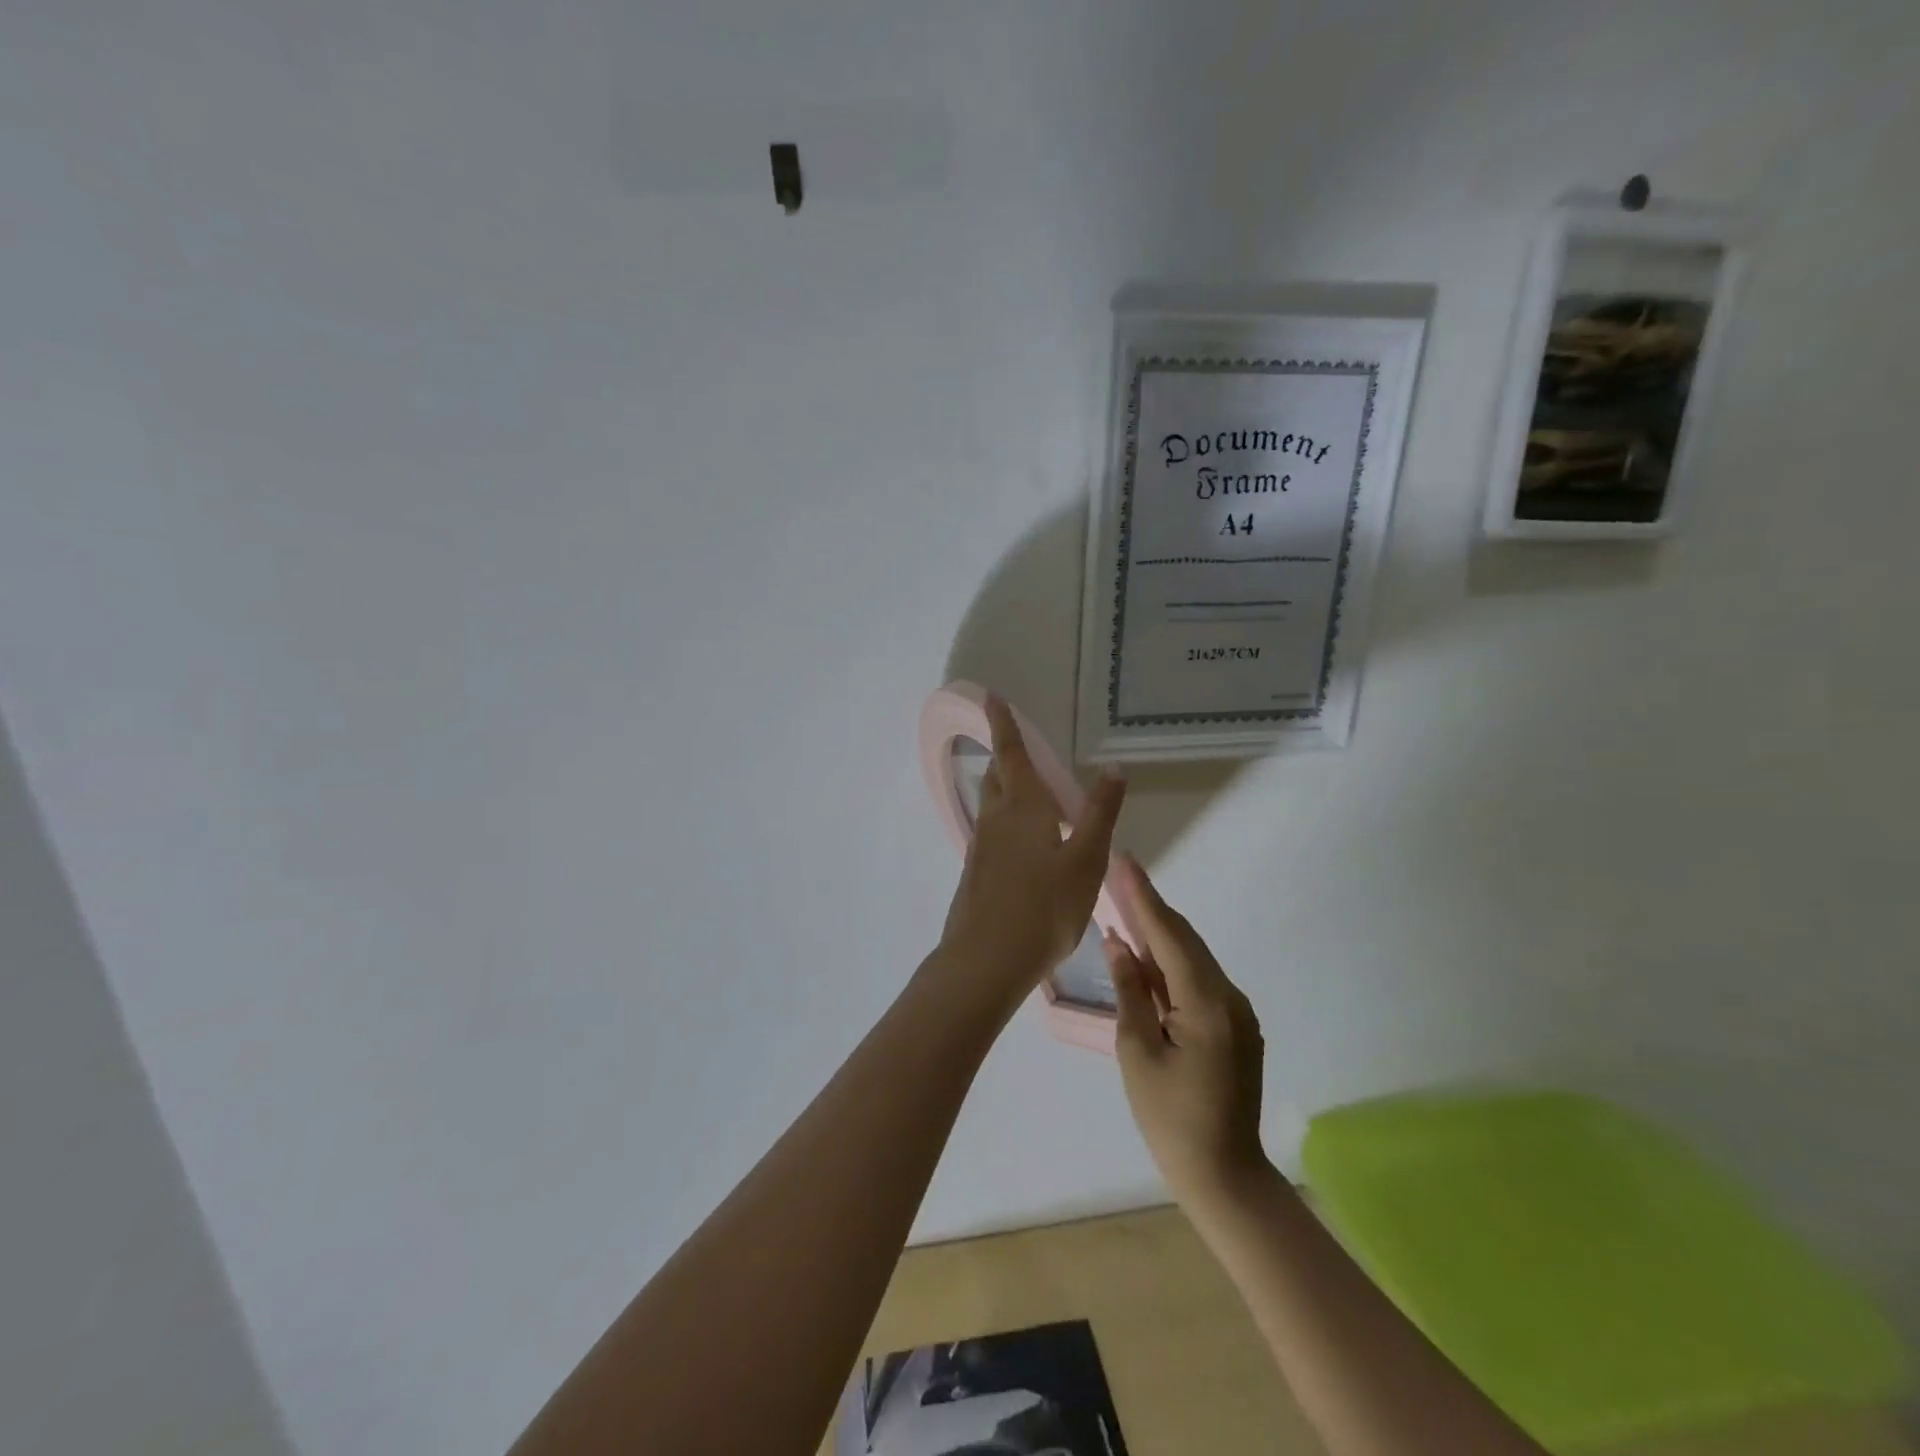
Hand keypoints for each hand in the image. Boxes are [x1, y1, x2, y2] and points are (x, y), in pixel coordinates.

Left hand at [936, 697, 1125, 1013]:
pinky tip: (1024, 845)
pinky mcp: (977, 875)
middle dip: (1006, 759)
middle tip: (1020, 748)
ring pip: (992, 807)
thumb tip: (1113, 768)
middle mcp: (995, 821)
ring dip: (1006, 791)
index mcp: (1022, 808)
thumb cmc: (1044, 907)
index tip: (990, 697)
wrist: (987, 961)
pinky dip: (1007, 824)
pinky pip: (992, 835)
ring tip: (1030, 794)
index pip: (1011, 754)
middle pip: (997, 778)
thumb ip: (1100, 814)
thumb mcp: (1086, 861)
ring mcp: (981, 849)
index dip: (1003, 724)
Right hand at [1104, 857, 1272, 1214]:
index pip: (1169, 936)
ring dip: (1159, 934)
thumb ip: (1130, 992)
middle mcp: (1229, 998)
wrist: (1225, 1177)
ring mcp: (1237, 1013)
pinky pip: (1198, 981)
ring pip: (1192, 959)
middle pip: (1185, 940)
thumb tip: (1119, 944)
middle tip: (1120, 875)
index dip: (1143, 897)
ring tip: (1125, 905)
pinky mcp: (1234, 1027)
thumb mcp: (1138, 1053)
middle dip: (1150, 907)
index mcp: (1207, 1003)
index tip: (1125, 861)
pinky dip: (1170, 964)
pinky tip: (1145, 956)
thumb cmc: (1171, 1119)